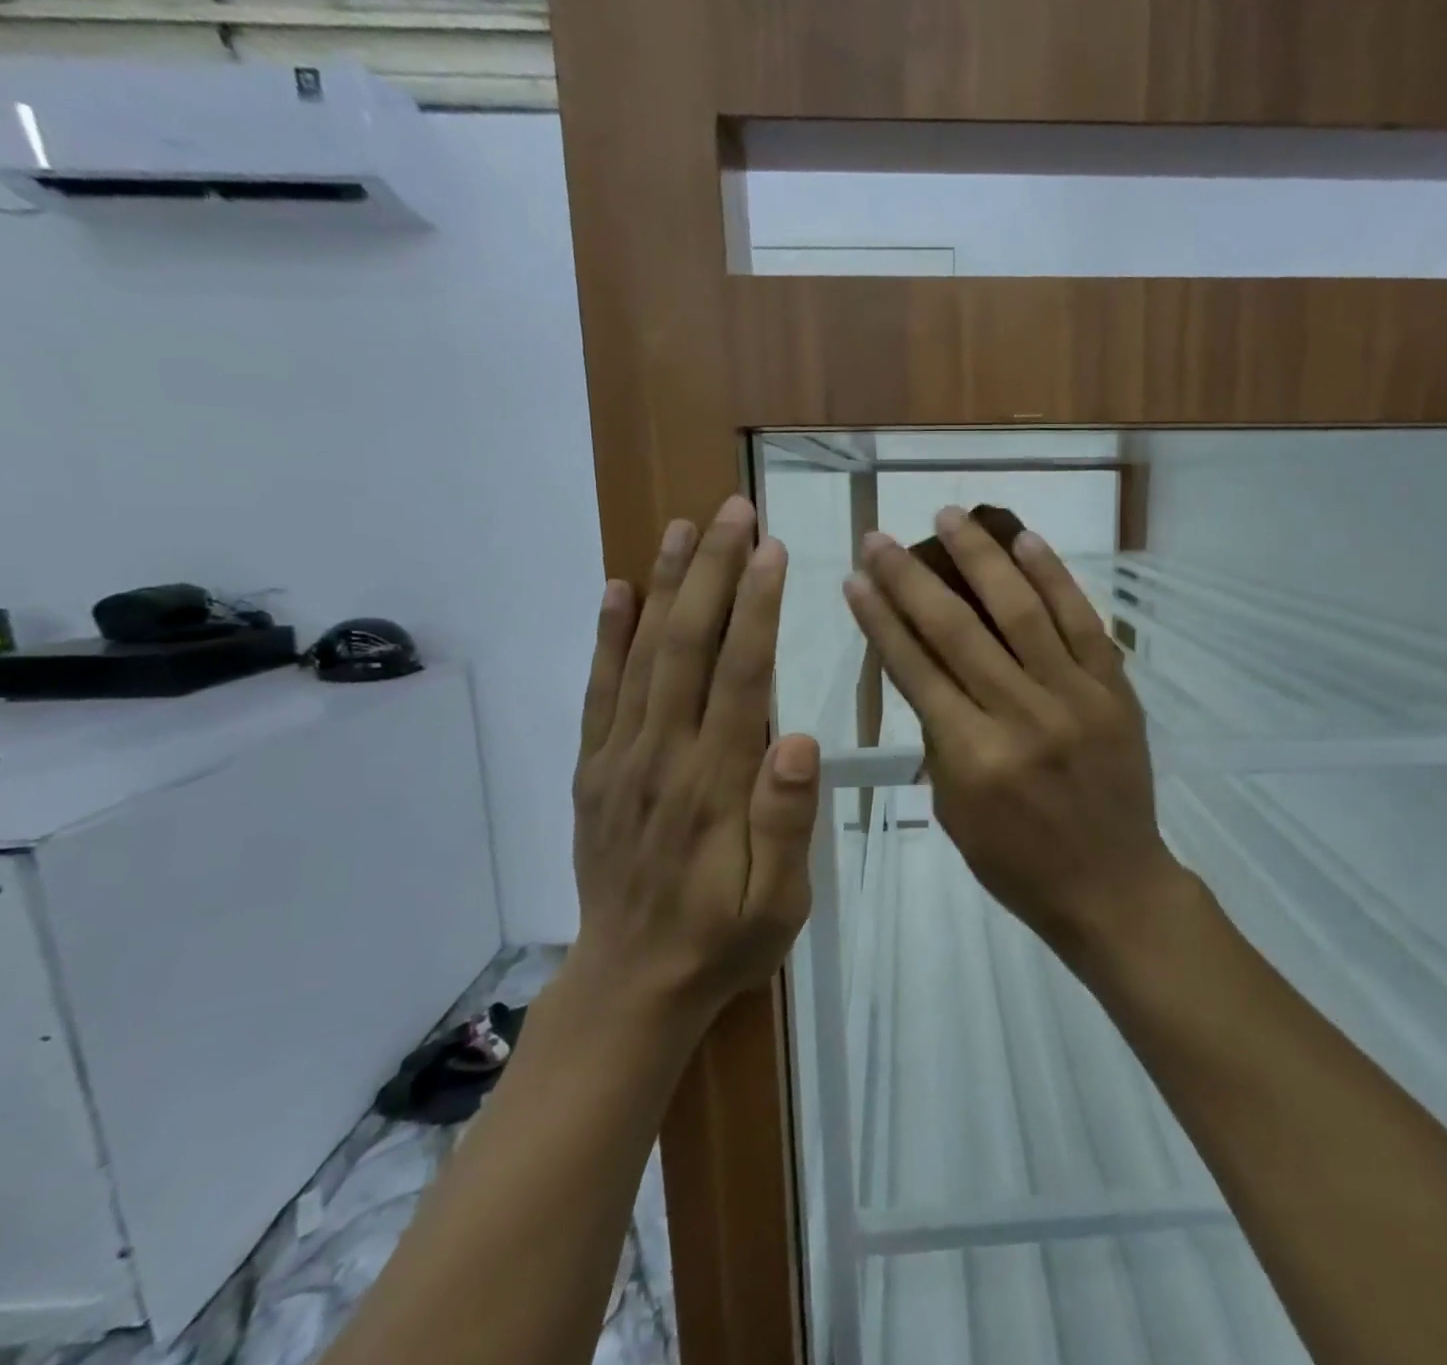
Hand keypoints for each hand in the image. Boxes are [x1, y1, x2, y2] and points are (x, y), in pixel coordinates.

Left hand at [570, 495, 819, 1021]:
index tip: (771, 549)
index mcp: (714, 784)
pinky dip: (606, 636)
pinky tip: (618, 590)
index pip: (739, 676)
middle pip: (687, 646)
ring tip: (681, 527)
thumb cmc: (722, 940)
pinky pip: (598, 691)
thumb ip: (786, 822)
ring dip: (664, 585)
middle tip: (731, 510)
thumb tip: (800, 739)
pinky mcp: (594, 769)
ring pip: (641, 655)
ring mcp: (619, 759)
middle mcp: (662, 756)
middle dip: (711, 572)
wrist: (631, 986)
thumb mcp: (778, 903)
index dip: (756, 607)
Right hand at [843, 507, 1189, 965]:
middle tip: (881, 537)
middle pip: (957, 630)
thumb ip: (939, 739)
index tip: (856, 578)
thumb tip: (926, 671)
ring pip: (1021, 611)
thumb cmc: (1019, 864)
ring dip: (981, 558)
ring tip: (950, 516)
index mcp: (972, 757)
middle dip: (911, 577)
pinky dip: (1053, 577)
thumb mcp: (955, 812)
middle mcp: (1021, 716)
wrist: (1112, 886)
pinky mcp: (1114, 688)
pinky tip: (1024, 540)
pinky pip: (1082, 621)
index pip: (915, 670)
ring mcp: (1074, 697)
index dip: (881, 619)